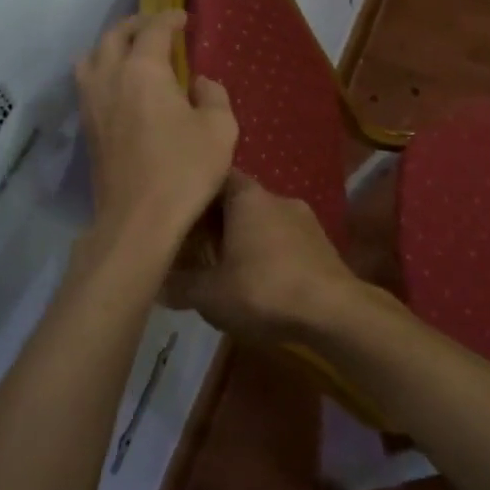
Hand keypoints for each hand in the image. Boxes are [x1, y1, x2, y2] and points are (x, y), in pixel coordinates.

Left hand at [74, 10, 236, 248]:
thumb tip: (199, 83)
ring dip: (111, 46)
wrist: (138, 220)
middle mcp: (110, 77)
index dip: (169, 18)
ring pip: (91, 57)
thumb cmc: (184, 170)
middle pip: (114, 36)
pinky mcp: (86, 128)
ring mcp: (92, 103)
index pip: (153, 30)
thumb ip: (214, 96)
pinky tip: (121, 85)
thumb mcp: (220, 129)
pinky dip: (102, 70)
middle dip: (136, 25)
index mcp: (143, 70)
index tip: (184, 19)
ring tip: (131, 52)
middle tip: (157, 27)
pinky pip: (88, 82)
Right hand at [162, 171, 357, 340]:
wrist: (334, 311)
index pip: (215, 178)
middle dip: (216, 221)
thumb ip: (179, 285)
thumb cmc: (264, 290)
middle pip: (238, 201)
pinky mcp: (321, 243)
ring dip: (243, 238)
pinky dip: (267, 253)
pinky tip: (258, 280)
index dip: (194, 194)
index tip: (177, 212)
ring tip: (223, 266)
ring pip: (262, 221)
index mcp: (247, 196)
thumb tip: (155, 282)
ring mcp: (304, 219)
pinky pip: (283, 240)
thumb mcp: (209, 294)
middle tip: (192, 246)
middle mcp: (277, 197)